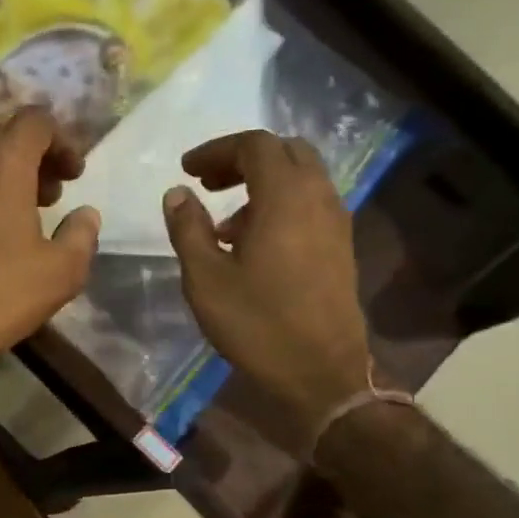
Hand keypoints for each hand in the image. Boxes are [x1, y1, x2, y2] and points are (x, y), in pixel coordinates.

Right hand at [162, 130, 372, 450]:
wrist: (320, 372)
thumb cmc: (257, 324)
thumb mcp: (206, 278)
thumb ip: (188, 229)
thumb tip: (177, 194)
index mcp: (285, 197)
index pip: (254, 145)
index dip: (216, 150)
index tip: (186, 170)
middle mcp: (318, 198)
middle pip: (284, 152)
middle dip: (242, 159)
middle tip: (207, 184)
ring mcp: (336, 222)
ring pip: (301, 178)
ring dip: (262, 184)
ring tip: (224, 223)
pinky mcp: (340, 247)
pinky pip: (310, 204)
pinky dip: (280, 205)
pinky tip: (253, 243)